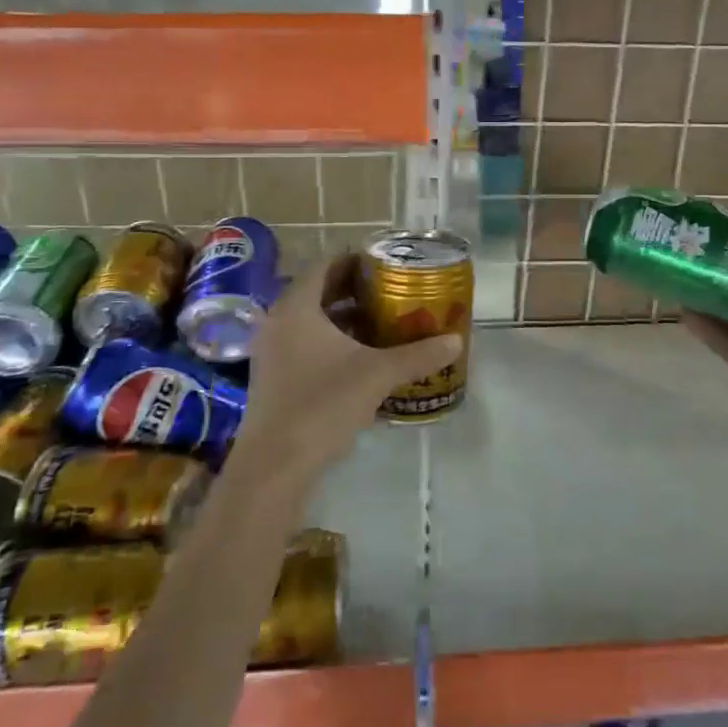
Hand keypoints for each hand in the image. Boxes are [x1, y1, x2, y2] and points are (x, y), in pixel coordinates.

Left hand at [237, 254, 462, 483]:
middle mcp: (278, 322)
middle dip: (355, 291)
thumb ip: (417, 355)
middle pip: (319, 292)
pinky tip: (363, 358)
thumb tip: (455, 341)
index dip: (356, 261)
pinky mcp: (273, 378)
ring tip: (383, 322)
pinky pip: (305, 345)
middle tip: (391, 292)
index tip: (386, 265)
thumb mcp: (377, 375)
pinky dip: (333, 342)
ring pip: (312, 321)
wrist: (275, 465)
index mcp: (297, 308)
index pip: (325, 266)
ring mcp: (271, 351)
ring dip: (345, 318)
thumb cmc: (322, 404)